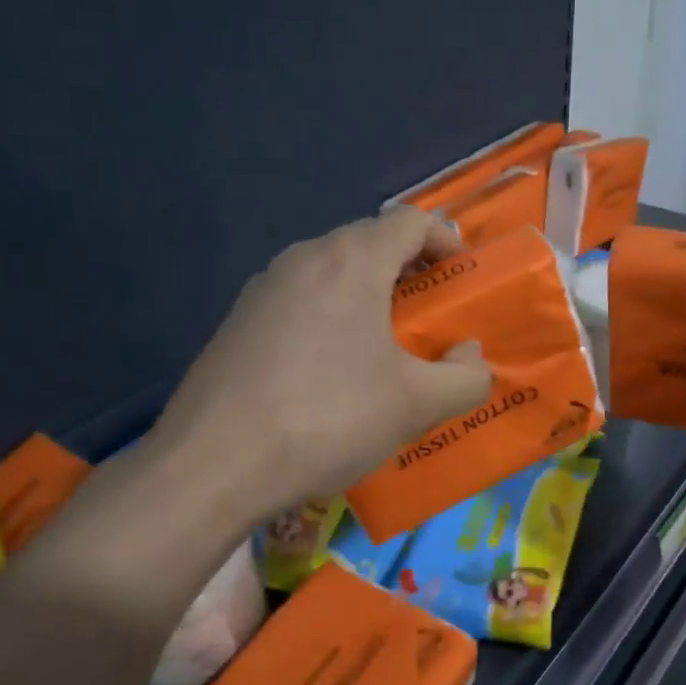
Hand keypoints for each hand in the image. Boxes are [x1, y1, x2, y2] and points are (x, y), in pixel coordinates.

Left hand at [147, 207, 492, 519]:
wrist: (215, 463)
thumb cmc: (330, 419)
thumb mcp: (417, 405)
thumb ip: (465, 377)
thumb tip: (470, 356)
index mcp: (352, 261)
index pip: (410, 220)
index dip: (444, 241)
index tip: (460, 280)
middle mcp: (303, 258)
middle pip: (368, 244)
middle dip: (407, 274)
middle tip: (427, 322)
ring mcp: (262, 289)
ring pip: (330, 275)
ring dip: (365, 299)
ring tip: (380, 352)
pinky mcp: (235, 322)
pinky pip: (298, 305)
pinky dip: (328, 321)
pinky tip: (328, 377)